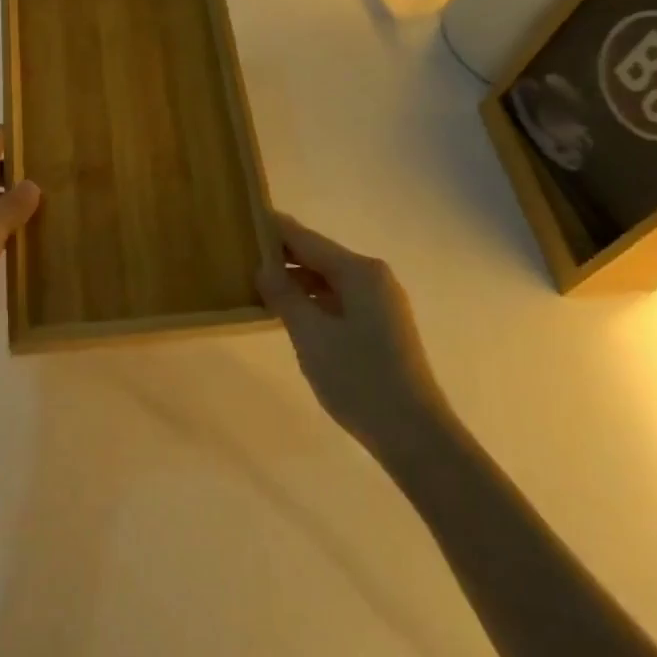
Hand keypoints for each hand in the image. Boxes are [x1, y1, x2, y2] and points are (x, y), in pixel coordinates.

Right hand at [257, 213, 451, 458]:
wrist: (415, 435)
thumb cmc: (359, 379)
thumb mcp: (311, 335)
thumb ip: (284, 295)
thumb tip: (263, 266)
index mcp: (359, 271)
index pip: (307, 239)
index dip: (275, 230)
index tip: (244, 220)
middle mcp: (373, 277)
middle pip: (319, 257)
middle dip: (283, 257)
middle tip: (241, 257)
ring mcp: (380, 302)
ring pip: (329, 280)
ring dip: (296, 282)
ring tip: (257, 287)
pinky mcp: (381, 326)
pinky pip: (339, 300)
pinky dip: (313, 301)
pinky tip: (290, 314)